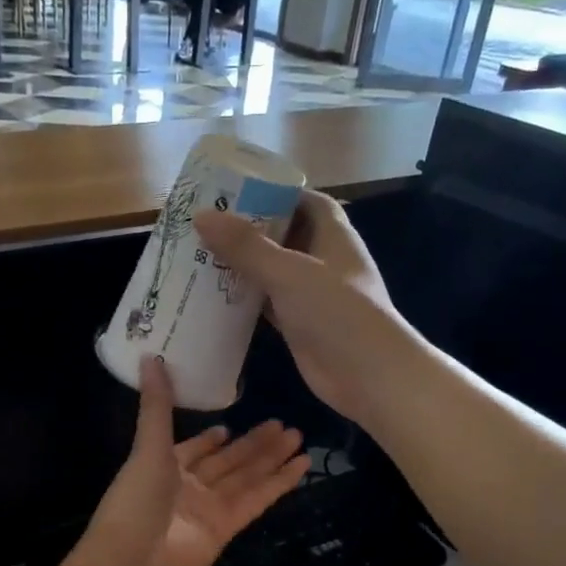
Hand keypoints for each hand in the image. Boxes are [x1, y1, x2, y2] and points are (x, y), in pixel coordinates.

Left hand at [72, 358, 308, 565]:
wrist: (132, 565)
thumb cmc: (133, 503)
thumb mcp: (146, 448)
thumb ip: (156, 406)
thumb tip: (150, 357)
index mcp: (163, 467)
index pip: (193, 449)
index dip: (210, 440)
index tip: (230, 425)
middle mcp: (188, 487)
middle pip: (227, 461)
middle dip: (253, 443)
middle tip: (282, 423)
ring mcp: (209, 508)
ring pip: (246, 477)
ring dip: (270, 458)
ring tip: (298, 437)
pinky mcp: (228, 528)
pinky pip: (256, 500)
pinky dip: (278, 484)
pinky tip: (300, 466)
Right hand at [193, 190, 408, 427]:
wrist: (368, 375)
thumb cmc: (337, 311)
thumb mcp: (289, 271)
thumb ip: (246, 246)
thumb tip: (201, 217)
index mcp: (331, 233)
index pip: (303, 200)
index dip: (272, 192)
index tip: (233, 190)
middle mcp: (322, 259)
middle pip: (282, 234)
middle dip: (247, 229)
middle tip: (203, 222)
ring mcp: (310, 294)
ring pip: (270, 270)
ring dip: (241, 265)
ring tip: (197, 254)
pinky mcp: (298, 324)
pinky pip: (266, 303)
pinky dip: (243, 299)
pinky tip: (210, 296)